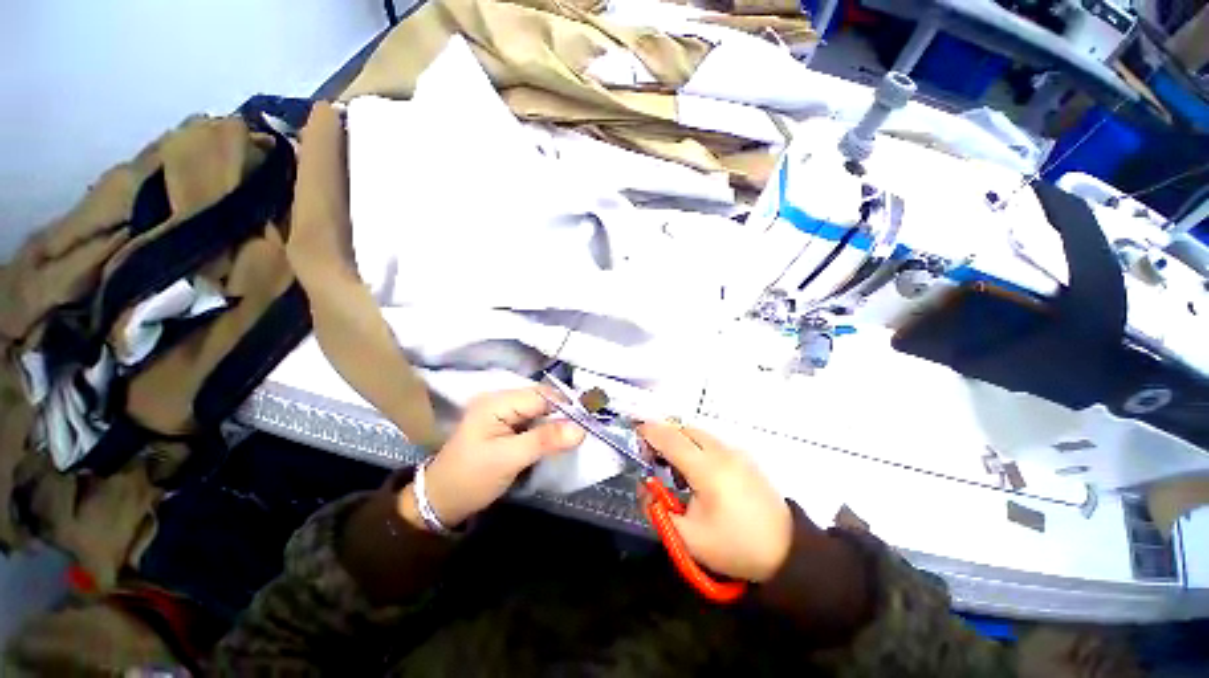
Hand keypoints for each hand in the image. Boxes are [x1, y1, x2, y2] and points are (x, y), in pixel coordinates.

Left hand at [399, 388, 585, 529]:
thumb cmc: (471, 478)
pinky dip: (547, 428)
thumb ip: (545, 440)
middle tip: (583, 432)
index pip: (541, 396)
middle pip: (542, 400)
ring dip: (557, 422)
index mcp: (497, 402)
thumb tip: (581, 429)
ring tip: (574, 435)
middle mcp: (501, 400)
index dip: (566, 407)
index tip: (588, 423)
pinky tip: (557, 438)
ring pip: (540, 410)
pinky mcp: (506, 425)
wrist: (441, 501)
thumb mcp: (509, 459)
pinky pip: (534, 420)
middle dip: (563, 414)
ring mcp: (503, 412)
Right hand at [638, 422, 791, 581]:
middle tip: (652, 456)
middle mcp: (722, 452)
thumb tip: (644, 487)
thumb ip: (657, 511)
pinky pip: (713, 443)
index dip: (649, 432)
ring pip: (700, 435)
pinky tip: (698, 473)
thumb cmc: (734, 546)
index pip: (671, 439)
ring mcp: (737, 452)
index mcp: (707, 469)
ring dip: (681, 441)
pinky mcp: (746, 458)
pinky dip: (697, 447)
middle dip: (664, 436)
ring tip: (675, 468)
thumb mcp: (688, 538)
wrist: (788, 552)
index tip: (635, 433)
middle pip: (685, 430)